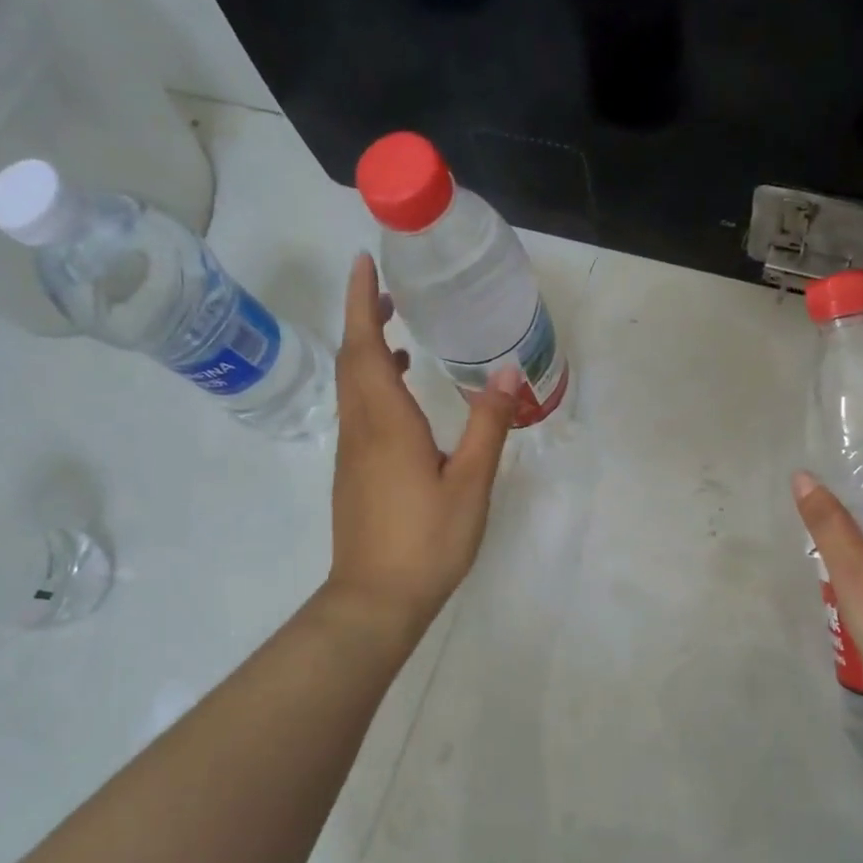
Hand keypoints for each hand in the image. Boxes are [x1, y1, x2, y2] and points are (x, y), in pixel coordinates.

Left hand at [325, 254, 516, 626]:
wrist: (375, 599)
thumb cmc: (426, 540)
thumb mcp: (470, 482)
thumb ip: (488, 425)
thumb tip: (509, 372)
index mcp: (386, 421)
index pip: (364, 346)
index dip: (360, 301)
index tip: (362, 263)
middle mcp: (361, 428)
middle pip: (352, 359)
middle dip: (363, 318)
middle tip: (387, 291)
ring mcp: (352, 453)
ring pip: (353, 386)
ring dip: (368, 352)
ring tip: (399, 334)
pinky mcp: (354, 474)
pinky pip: (359, 412)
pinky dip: (374, 386)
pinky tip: (405, 401)